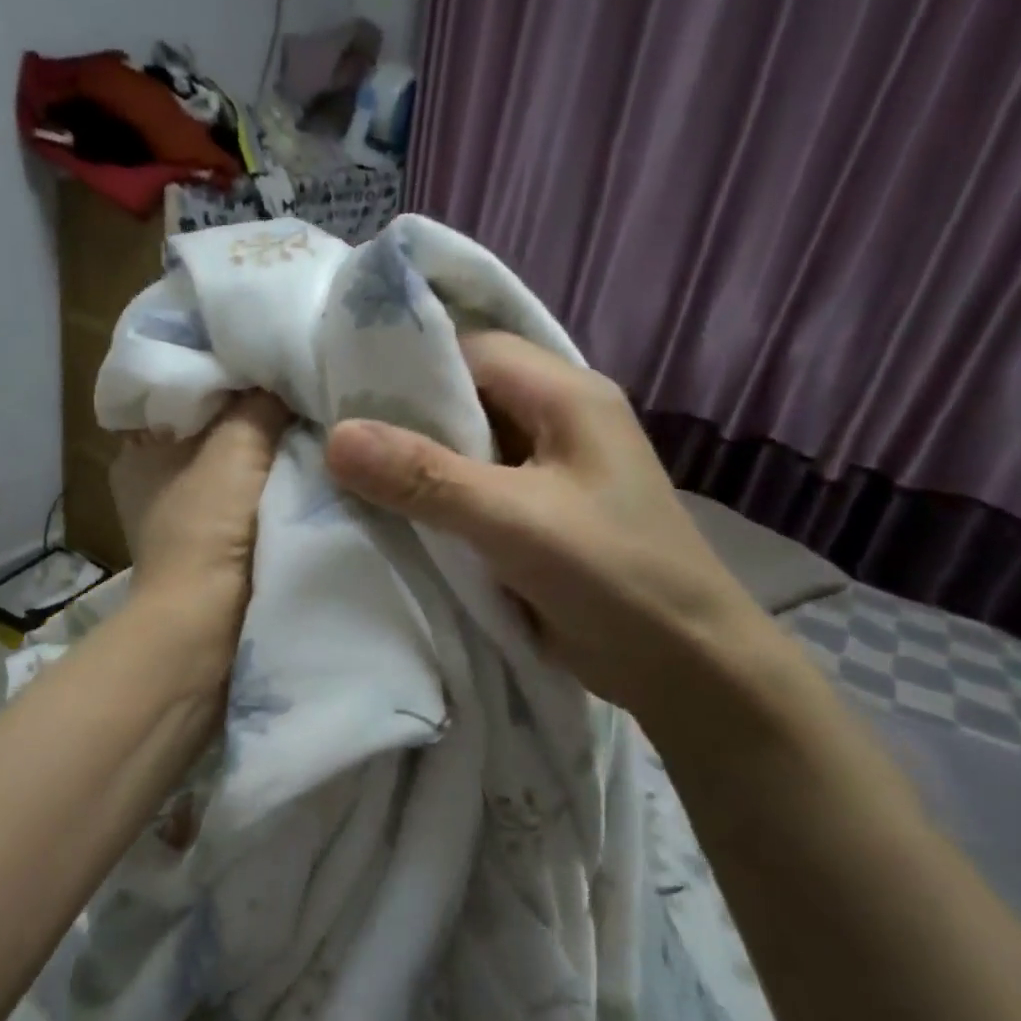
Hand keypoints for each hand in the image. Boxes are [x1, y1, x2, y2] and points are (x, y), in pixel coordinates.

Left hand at [110, 391, 289, 662]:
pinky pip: (240, 498)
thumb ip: (260, 402)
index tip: (260, 359)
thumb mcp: (237, 445)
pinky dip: (263, 485)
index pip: (178, 394)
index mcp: (137, 452)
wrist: (206, 622)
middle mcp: (151, 481)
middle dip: (244, 414)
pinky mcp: (206, 546)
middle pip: (206, 430)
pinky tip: (298, 467)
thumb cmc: (207, 523)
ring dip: (258, 452)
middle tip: (289, 386)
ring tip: (302, 420)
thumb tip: (284, 371)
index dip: (218, 376)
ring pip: (226, 465)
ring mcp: (179, 517)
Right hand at [325, 333, 778, 724]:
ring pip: (463, 444)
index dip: (409, 364)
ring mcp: (546, 469)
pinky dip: (431, 495)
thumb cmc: (615, 578)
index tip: (342, 390)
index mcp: (566, 395)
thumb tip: (335, 437)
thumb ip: (426, 477)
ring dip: (414, 459)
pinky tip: (389, 509)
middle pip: (464, 396)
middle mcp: (556, 419)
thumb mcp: (515, 521)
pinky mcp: (534, 512)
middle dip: (403, 415)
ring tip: (347, 470)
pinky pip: (470, 487)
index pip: (473, 351)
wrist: (687, 668)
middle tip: (334, 433)